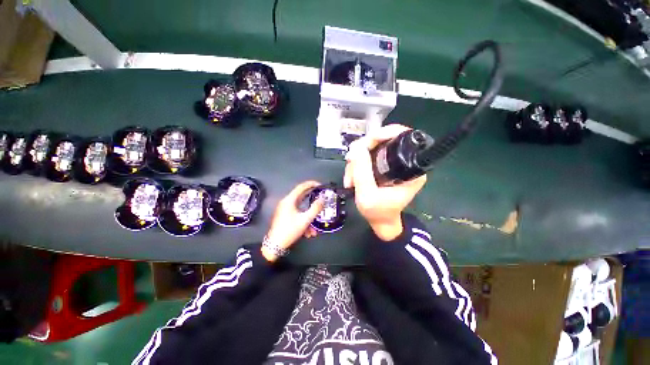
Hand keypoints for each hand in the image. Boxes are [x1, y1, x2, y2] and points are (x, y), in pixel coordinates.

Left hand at [262, 181, 324, 261]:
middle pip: (301, 199)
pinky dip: (303, 222)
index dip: (312, 184)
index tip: (321, 185)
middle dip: (312, 204)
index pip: (301, 187)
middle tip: (321, 201)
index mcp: (289, 200)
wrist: (276, 244)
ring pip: (300, 211)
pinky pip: (296, 216)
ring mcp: (284, 210)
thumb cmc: (290, 230)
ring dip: (308, 219)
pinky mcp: (284, 217)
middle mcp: (285, 203)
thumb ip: (315, 209)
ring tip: (314, 230)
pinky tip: (308, 233)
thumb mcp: (305, 220)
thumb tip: (322, 200)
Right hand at [344, 124, 426, 240]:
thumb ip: (362, 171)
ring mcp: (397, 161)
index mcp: (412, 169)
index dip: (383, 133)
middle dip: (364, 149)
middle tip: (351, 162)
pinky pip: (372, 153)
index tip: (366, 143)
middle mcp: (408, 161)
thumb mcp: (367, 196)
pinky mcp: (388, 163)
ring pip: (375, 145)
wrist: (381, 222)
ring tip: (351, 178)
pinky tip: (353, 175)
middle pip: (385, 138)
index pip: (402, 136)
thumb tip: (356, 147)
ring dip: (358, 158)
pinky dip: (360, 161)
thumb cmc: (379, 212)